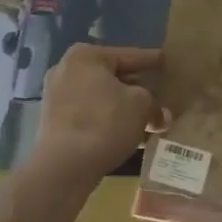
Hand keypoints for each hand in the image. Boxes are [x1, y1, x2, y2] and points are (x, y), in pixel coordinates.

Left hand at [30, 44, 165, 182]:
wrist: (64, 166)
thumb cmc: (105, 122)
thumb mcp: (141, 104)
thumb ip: (153, 101)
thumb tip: (159, 113)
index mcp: (86, 56)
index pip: (128, 55)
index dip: (151, 60)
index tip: (166, 60)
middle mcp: (66, 70)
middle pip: (113, 77)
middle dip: (138, 89)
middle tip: (161, 95)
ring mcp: (57, 97)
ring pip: (102, 98)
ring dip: (124, 108)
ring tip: (150, 121)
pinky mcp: (55, 122)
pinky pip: (90, 114)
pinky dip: (109, 121)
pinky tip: (131, 135)